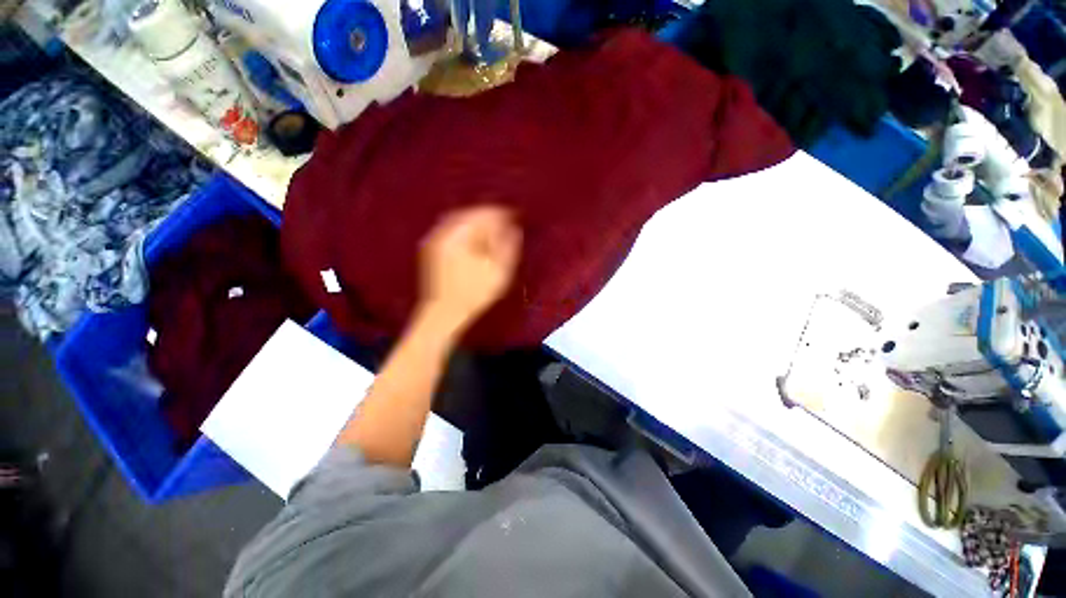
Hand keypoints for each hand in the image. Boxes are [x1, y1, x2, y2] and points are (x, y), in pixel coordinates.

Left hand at [417, 206, 521, 332]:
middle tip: (506, 223)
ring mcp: (435, 240)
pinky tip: (476, 239)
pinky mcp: (433, 249)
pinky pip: (453, 230)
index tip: (516, 217)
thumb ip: (508, 246)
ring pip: (460, 220)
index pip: (484, 214)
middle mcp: (444, 232)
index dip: (502, 214)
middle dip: (489, 216)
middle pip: (470, 213)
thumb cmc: (474, 294)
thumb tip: (514, 228)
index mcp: (460, 235)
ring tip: (494, 230)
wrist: (444, 313)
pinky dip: (467, 230)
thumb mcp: (498, 271)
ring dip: (478, 222)